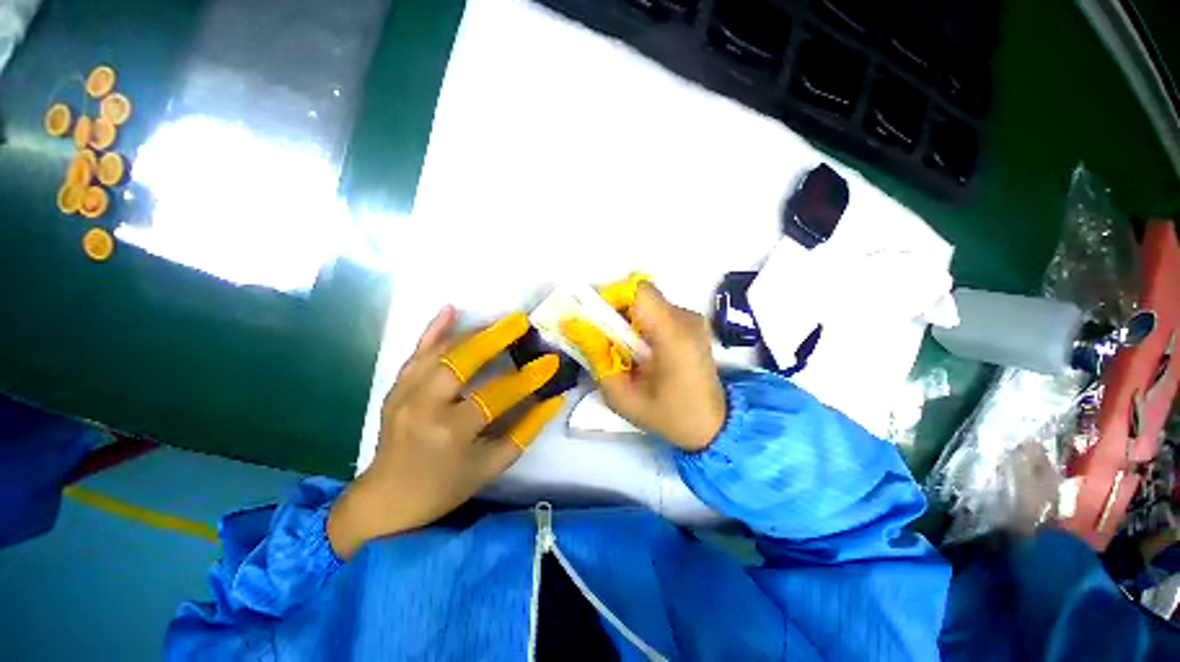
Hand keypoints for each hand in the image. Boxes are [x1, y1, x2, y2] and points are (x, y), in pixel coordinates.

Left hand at [328, 307, 563, 558]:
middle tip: (521, 322)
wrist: (388, 497)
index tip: (551, 361)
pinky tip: (450, 310)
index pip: (496, 395)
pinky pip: (417, 352)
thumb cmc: (446, 485)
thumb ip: (526, 429)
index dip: (527, 378)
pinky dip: (434, 329)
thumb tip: (553, 398)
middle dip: (495, 337)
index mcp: (451, 432)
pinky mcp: (396, 387)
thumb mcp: (493, 464)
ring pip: (441, 351)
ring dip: (474, 332)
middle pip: (461, 361)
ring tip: (501, 322)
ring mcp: (405, 393)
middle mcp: (424, 406)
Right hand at [563, 280, 725, 450]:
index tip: (594, 318)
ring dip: (627, 319)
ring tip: (621, 348)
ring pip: (647, 303)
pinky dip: (641, 324)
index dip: (612, 296)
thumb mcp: (622, 397)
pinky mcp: (692, 324)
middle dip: (614, 311)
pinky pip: (657, 312)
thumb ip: (597, 360)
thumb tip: (576, 327)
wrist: (712, 424)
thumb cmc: (668, 416)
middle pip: (641, 295)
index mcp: (673, 336)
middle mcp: (686, 319)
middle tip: (601, 337)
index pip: (639, 292)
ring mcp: (692, 320)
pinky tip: (639, 350)